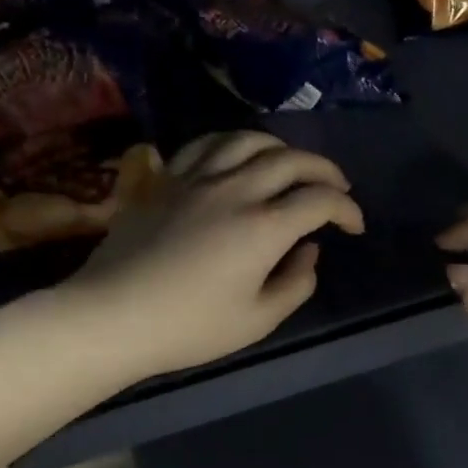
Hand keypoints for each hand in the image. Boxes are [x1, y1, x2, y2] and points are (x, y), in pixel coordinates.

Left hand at [72, 131, 363, 378]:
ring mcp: (197, 179)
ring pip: (248, 140)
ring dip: (281, 148)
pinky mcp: (167, 181)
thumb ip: (295, 283)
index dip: (347, 210)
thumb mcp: (258, 320)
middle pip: (291, 160)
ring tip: (291, 164)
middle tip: (337, 188)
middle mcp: (235, 190)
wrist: (113, 315)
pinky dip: (234, 144)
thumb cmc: (191, 327)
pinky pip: (206, 145)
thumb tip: (308, 251)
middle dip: (324, 170)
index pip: (320, 201)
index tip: (354, 227)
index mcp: (264, 227)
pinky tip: (238, 157)